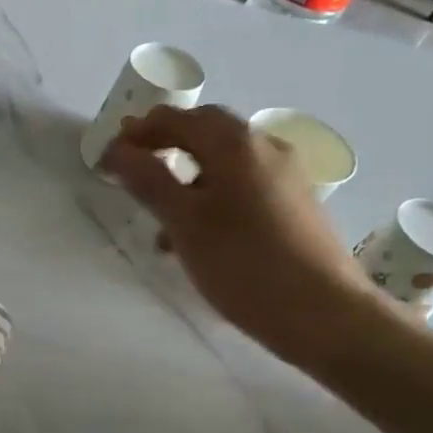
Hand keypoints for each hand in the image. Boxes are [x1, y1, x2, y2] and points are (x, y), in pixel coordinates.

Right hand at [102, 105, 381, 367]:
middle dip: (166, 145)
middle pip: (207, 132)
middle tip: (133, 167)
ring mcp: (287, 176)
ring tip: (160, 218)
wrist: (323, 313)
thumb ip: (148, 181)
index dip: (139, 132)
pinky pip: (245, 186)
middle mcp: (266, 148)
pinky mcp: (297, 205)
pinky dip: (214, 196)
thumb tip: (117, 150)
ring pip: (226, 163)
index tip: (108, 154)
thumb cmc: (243, 264)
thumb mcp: (184, 222)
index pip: (179, 119)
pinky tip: (199, 237)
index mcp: (236, 144)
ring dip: (188, 176)